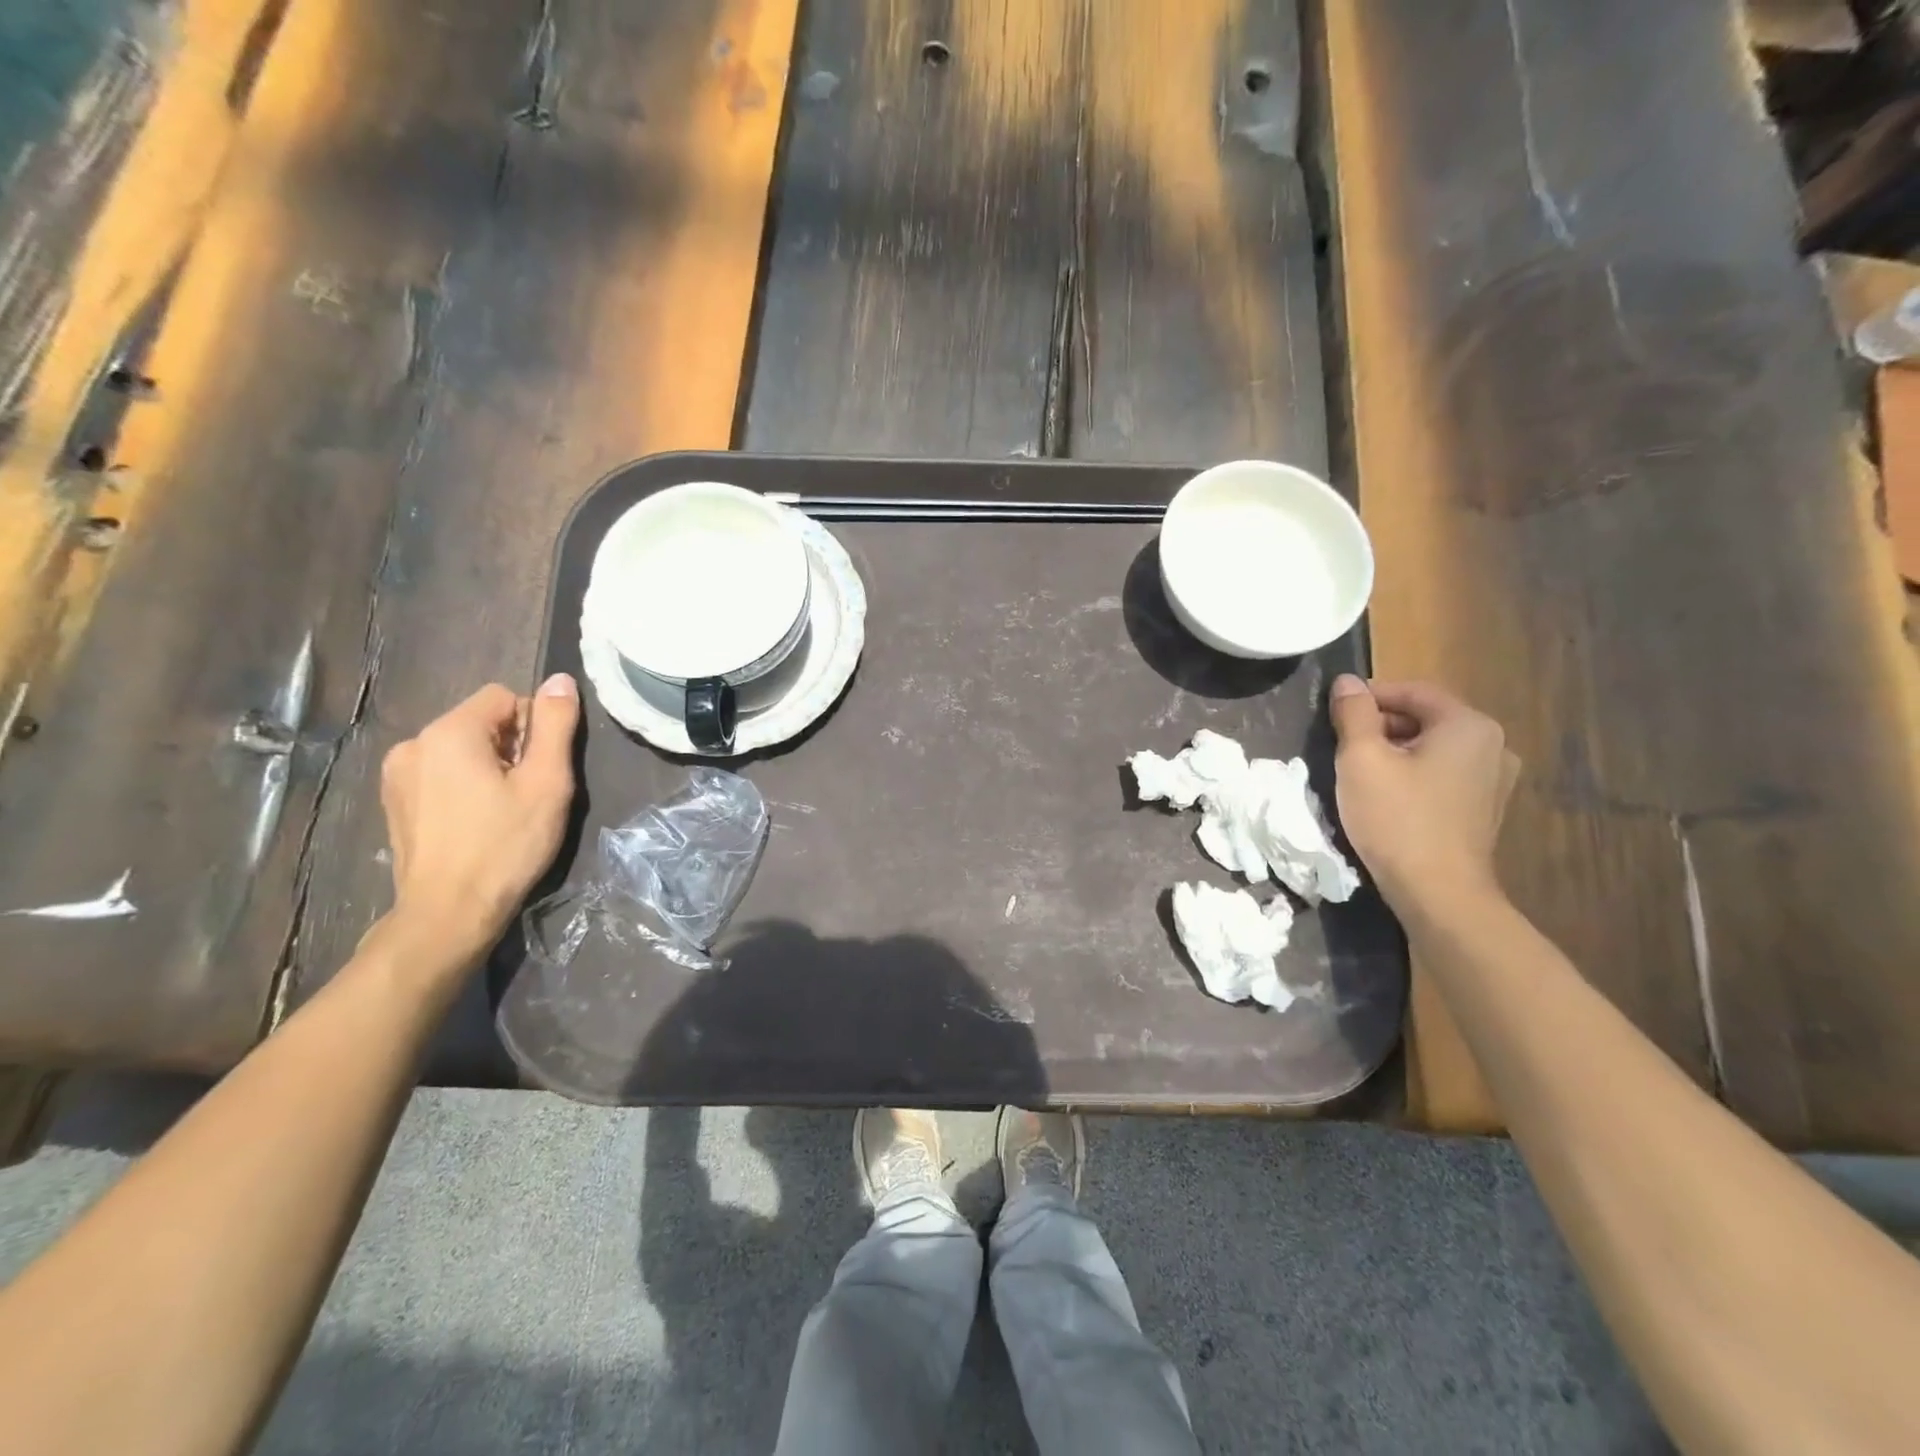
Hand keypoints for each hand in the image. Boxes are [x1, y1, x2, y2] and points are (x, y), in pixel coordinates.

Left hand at [379, 675, 579, 968]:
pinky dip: (462, 785)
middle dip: (511, 747)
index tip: (540, 770)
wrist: (449, 913)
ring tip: (501, 810)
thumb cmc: (506, 845)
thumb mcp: (546, 783)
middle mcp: (414, 742)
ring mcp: (397, 774)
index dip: (533, 728)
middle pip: (481, 722)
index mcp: (449, 732)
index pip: (505, 697)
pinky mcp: (393, 800)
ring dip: (487, 767)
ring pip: (460, 748)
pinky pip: (440, 772)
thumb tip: (560, 679)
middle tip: (526, 794)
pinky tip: (474, 822)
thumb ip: (555, 725)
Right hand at [1329, 675, 1516, 911]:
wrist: (1438, 893)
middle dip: (1380, 725)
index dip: (1368, 696)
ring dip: (1394, 751)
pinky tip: (1386, 796)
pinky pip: (1443, 775)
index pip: (1411, 691)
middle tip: (1340, 744)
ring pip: (1432, 748)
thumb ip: (1352, 713)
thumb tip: (1346, 682)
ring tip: (1358, 771)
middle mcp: (1493, 745)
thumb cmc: (1397, 818)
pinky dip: (1413, 774)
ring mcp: (1495, 780)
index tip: (1333, 712)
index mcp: (1468, 725)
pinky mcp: (1485, 809)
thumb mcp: (1361, 758)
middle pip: (1424, 718)